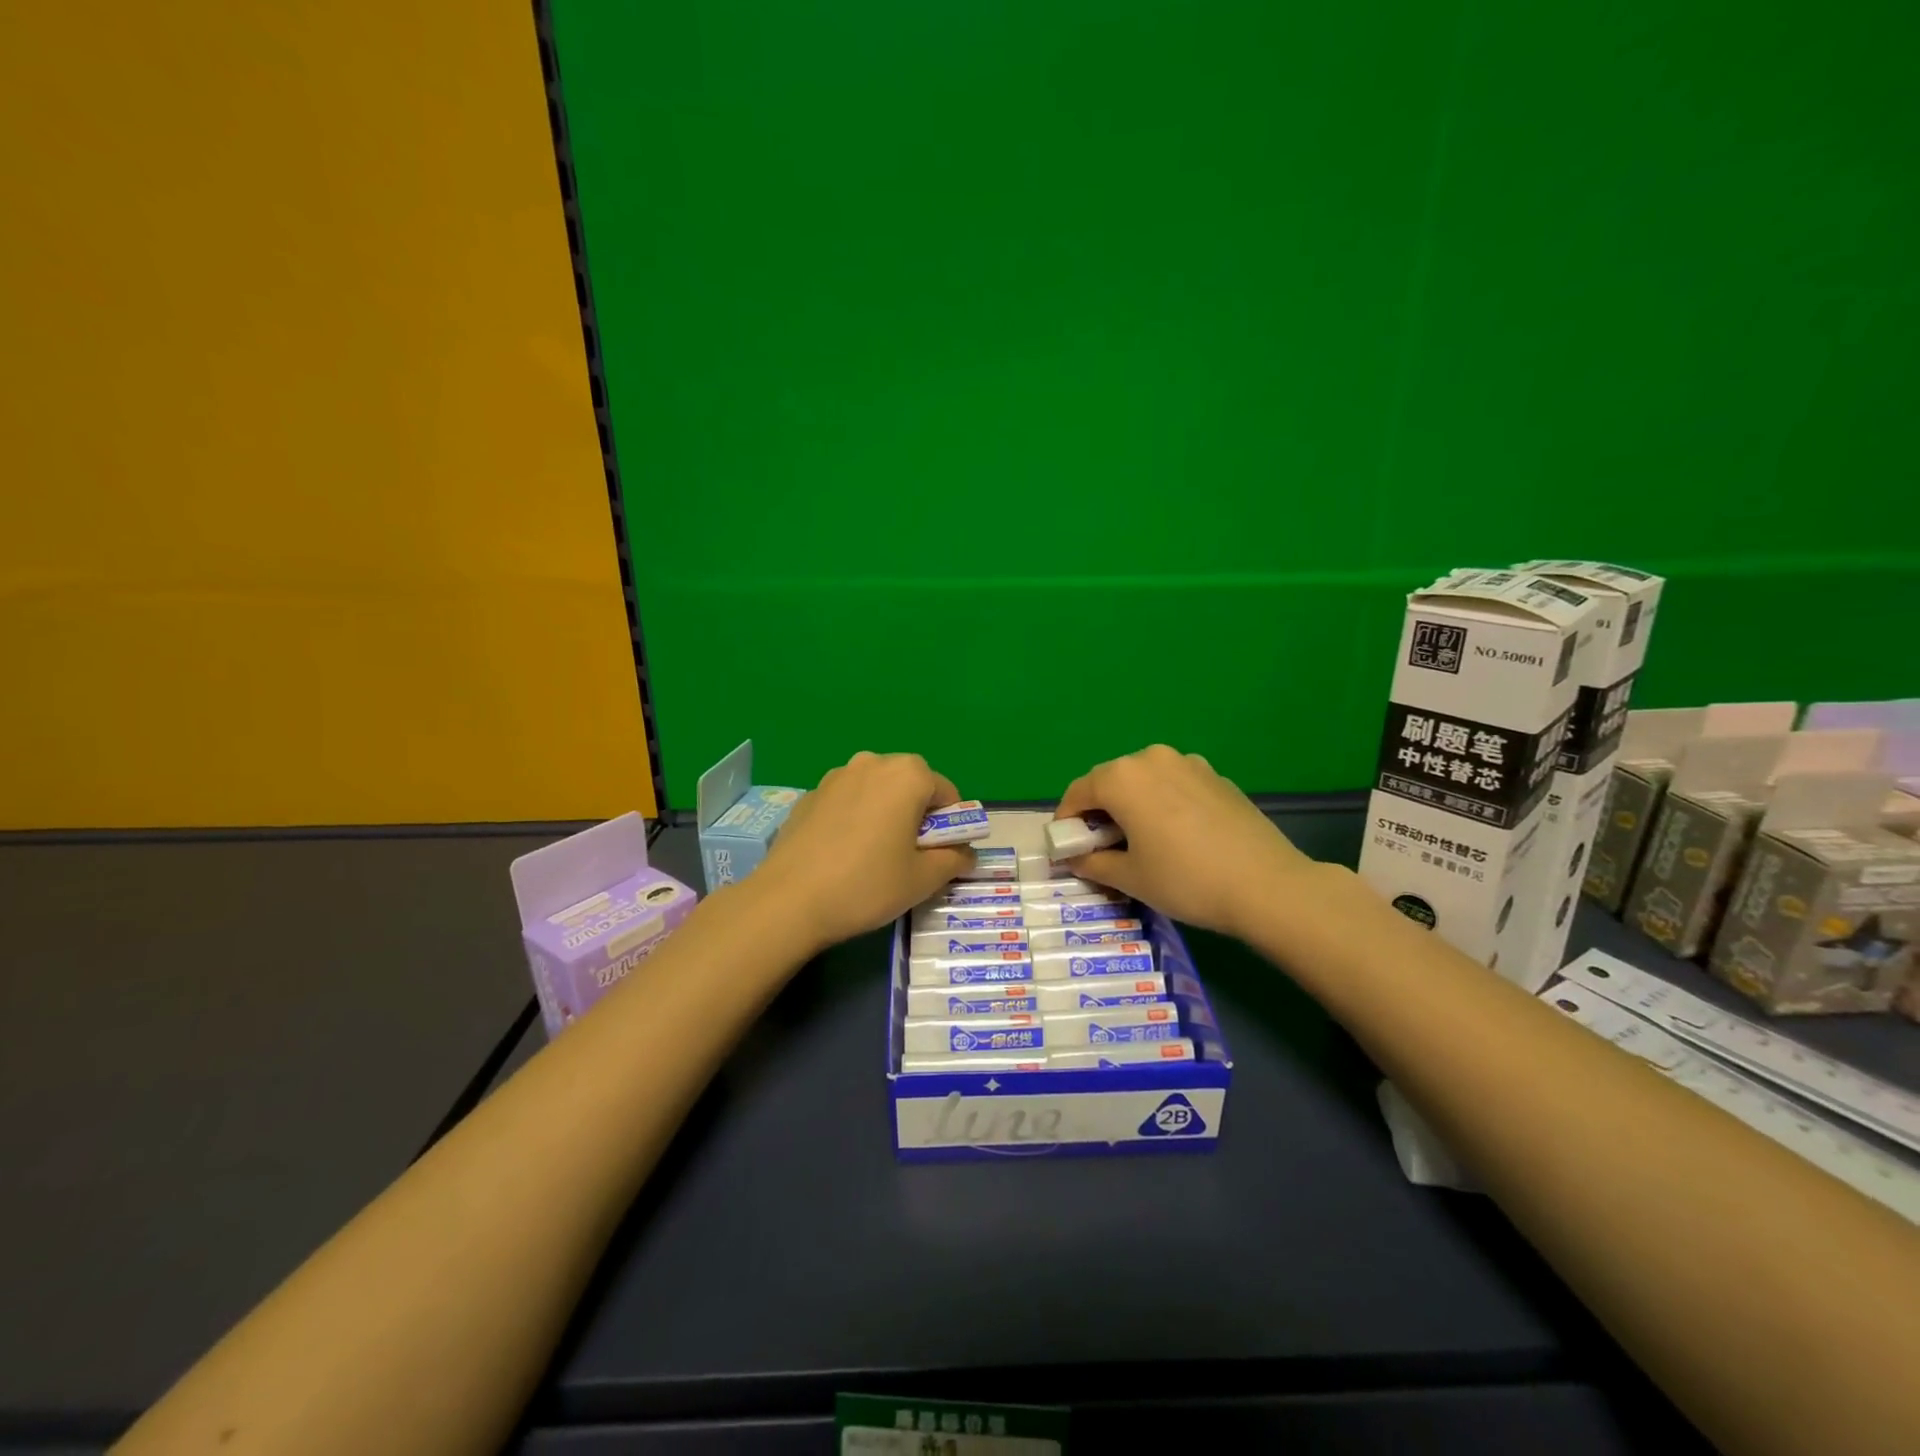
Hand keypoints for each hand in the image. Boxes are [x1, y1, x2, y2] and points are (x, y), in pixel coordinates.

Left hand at [754, 751, 975, 952]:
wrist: (788, 900)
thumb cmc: (867, 884)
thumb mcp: (923, 879)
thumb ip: (954, 859)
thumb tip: (966, 853)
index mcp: (908, 775)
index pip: (947, 794)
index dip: (951, 826)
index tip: (941, 856)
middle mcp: (873, 763)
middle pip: (911, 785)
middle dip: (918, 815)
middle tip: (909, 856)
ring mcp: (836, 776)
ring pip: (877, 791)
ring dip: (886, 814)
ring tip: (874, 856)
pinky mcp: (810, 794)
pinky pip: (848, 801)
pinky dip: (856, 818)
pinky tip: (843, 854)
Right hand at [1054, 744, 1319, 939]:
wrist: (1267, 885)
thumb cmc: (1185, 880)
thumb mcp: (1129, 877)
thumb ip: (1092, 862)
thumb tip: (1073, 858)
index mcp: (1122, 778)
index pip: (1078, 792)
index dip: (1066, 821)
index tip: (1067, 848)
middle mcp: (1151, 758)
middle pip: (1110, 781)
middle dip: (1099, 811)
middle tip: (1101, 848)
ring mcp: (1188, 763)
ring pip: (1144, 781)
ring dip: (1131, 805)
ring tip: (1139, 841)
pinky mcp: (1216, 776)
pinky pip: (1174, 785)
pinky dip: (1162, 803)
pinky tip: (1176, 836)